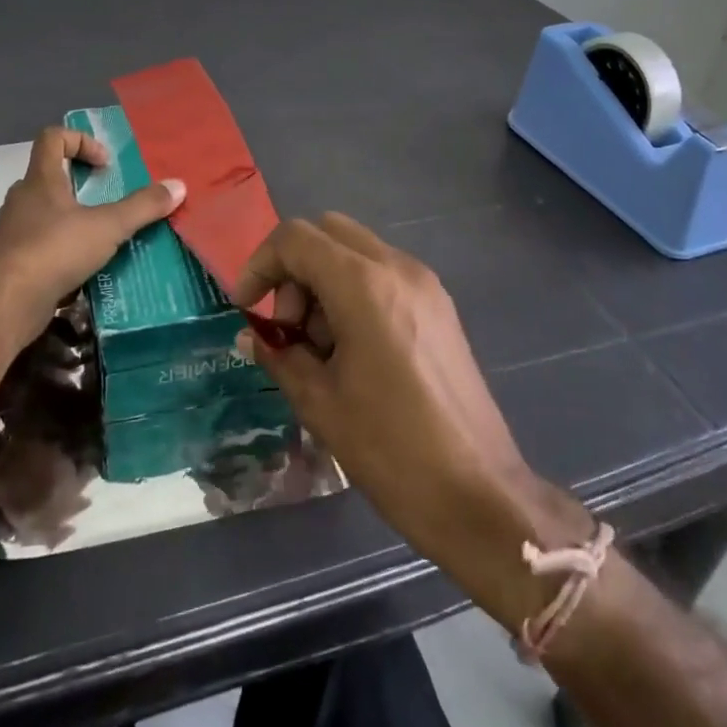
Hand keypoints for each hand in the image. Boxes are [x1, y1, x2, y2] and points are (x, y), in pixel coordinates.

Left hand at [0, 127, 184, 347]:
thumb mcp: (108, 227)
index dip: (80, 141)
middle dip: (79, 185)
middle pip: (48, 176)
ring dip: (68, 219)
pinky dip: (57, 249)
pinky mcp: (9, 262)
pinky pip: (36, 245)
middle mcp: (21, 199)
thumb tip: (179, 186)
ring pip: (41, 213)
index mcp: (40, 180)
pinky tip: (78, 269)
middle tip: (106, 202)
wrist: (5, 303)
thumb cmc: (55, 250)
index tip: (104, 165)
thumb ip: (142, 206)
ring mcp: (11, 231)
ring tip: (97, 238)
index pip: (52, 137)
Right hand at [234, 215, 594, 581]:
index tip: (246, 308)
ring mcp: (425, 284)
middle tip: (287, 328)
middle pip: (327, 232)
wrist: (479, 494)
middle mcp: (397, 267)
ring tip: (319, 349)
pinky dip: (353, 291)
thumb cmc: (390, 449)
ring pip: (356, 250)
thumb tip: (253, 335)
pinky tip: (352, 350)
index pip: (295, 238)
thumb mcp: (319, 402)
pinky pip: (383, 274)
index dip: (259, 264)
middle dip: (293, 269)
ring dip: (323, 281)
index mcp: (364, 284)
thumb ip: (279, 354)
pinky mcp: (440, 306)